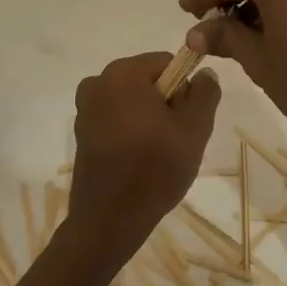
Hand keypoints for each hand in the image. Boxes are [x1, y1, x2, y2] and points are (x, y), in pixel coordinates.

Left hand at [66, 52, 219, 259]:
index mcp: (123, 73)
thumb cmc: (154, 170)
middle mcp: (98, 81)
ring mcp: (85, 106)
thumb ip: (205, 93)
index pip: (168, 63)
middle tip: (172, 141)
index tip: (184, 122)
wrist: (108, 222)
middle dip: (165, 103)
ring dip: (147, 118)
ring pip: (132, 99)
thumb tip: (204, 72)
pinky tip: (135, 160)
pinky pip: (116, 116)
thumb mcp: (194, 129)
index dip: (183, 90)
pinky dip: (129, 130)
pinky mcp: (81, 130)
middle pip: (148, 79)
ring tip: (155, 154)